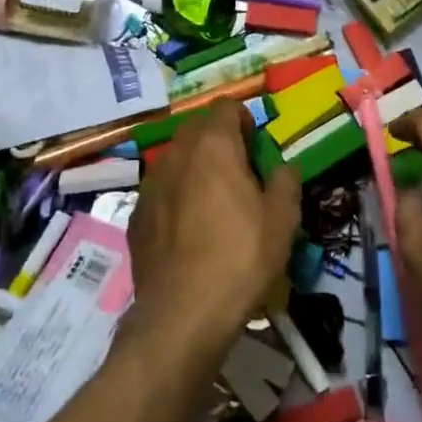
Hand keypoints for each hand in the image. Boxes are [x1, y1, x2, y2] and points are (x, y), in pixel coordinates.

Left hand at [126, 100, 300, 357]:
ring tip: (214, 204)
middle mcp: (176, 153)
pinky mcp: (136, 214)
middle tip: (240, 175)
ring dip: (196, 168)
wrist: (183, 314)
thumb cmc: (240, 258)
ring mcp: (150, 183)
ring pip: (176, 159)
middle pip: (198, 128)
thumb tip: (282, 167)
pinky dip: (176, 196)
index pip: (226, 106)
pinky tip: (189, 231)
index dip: (245, 120)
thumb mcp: (282, 219)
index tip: (257, 150)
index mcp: (212, 145)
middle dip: (219, 141)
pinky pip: (161, 190)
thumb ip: (285, 181)